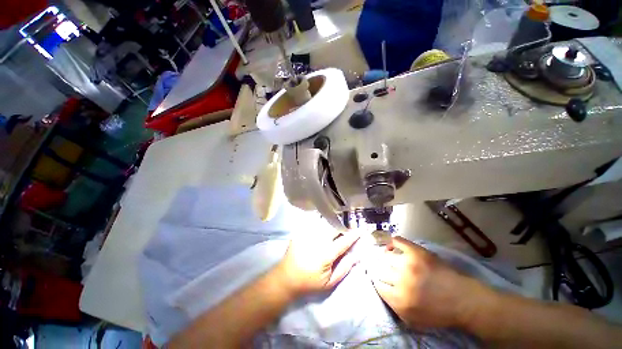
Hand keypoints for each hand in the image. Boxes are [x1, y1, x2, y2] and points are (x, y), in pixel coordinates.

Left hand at [276, 232, 359, 296]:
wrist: (286, 278)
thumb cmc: (309, 282)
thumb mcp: (329, 282)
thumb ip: (344, 268)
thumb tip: (357, 256)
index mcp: (326, 253)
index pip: (344, 241)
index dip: (354, 234)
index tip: (362, 229)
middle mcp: (317, 240)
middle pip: (334, 228)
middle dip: (342, 229)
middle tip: (346, 232)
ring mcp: (307, 234)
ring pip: (324, 224)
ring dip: (332, 226)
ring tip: (335, 230)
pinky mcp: (301, 232)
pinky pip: (314, 224)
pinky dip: (321, 224)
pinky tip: (322, 229)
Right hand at [371, 237, 483, 328]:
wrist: (464, 300)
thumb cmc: (440, 313)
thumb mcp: (414, 321)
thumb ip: (395, 308)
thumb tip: (382, 291)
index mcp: (399, 299)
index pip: (378, 286)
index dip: (379, 283)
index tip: (381, 280)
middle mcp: (400, 280)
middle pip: (381, 270)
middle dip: (383, 271)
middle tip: (388, 271)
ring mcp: (408, 263)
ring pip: (387, 256)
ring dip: (388, 259)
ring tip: (391, 259)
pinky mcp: (416, 251)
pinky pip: (397, 241)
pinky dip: (392, 243)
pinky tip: (392, 246)